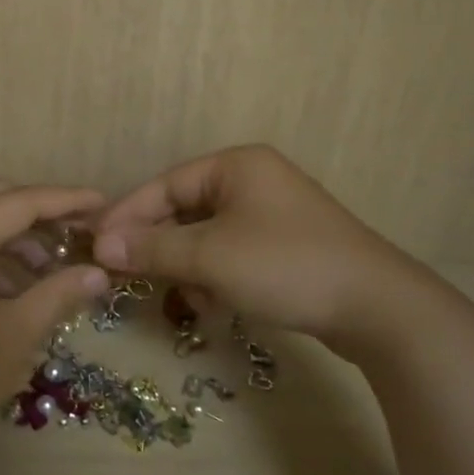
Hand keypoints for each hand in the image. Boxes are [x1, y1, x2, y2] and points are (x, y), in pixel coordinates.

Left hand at [0, 181, 111, 447]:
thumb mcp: (16, 334)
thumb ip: (59, 293)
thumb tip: (97, 273)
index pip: (23, 201)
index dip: (67, 200)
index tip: (102, 203)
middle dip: (38, 210)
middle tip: (74, 231)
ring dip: (12, 233)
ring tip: (49, 268)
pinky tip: (12, 285)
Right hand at [93, 145, 472, 360]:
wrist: (377, 308)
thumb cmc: (285, 266)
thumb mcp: (211, 257)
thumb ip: (153, 248)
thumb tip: (101, 244)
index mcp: (235, 166)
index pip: (164, 186)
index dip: (127, 217)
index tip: (96, 246)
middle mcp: (253, 181)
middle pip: (184, 211)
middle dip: (160, 248)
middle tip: (129, 278)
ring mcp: (272, 214)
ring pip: (207, 238)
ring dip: (189, 269)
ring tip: (187, 300)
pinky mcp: (285, 247)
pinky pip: (232, 254)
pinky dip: (216, 277)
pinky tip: (215, 305)